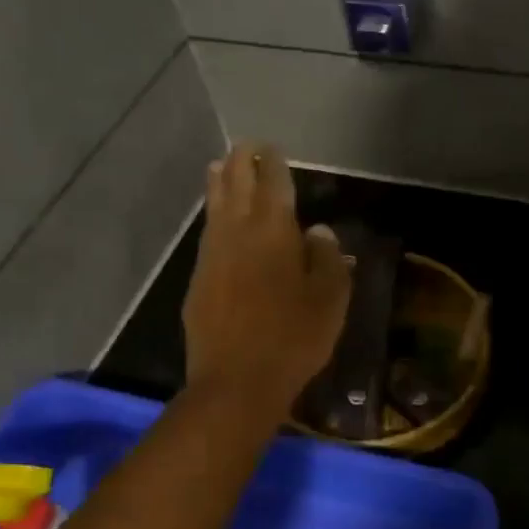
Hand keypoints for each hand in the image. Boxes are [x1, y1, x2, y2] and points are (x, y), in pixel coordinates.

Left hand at [183, 143, 351, 413]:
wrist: (236, 382)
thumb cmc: (293, 337)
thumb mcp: (329, 299)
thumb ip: (326, 258)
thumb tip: (318, 231)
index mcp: (274, 232)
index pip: (273, 184)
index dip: (273, 163)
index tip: (271, 147)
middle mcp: (237, 234)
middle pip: (235, 187)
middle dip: (240, 163)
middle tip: (245, 146)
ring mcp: (212, 257)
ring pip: (214, 209)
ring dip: (218, 184)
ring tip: (218, 167)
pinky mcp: (198, 282)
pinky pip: (207, 236)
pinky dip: (212, 218)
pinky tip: (216, 222)